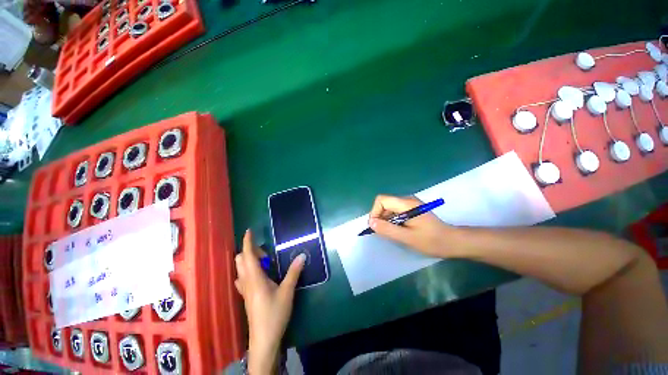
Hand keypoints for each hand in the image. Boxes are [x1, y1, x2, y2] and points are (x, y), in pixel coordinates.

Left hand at [234, 229, 304, 373]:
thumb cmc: (274, 314)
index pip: (248, 255)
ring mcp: (244, 290)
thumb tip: (302, 255)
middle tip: (266, 253)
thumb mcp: (287, 291)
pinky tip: (258, 275)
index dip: (248, 242)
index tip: (249, 231)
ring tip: (264, 262)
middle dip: (250, 251)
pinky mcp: (246, 297)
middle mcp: (246, 282)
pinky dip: (248, 271)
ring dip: (249, 261)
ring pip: (240, 269)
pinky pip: (242, 279)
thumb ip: (294, 272)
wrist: (264, 340)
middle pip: (241, 260)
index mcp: (255, 278)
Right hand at [369, 195, 453, 256]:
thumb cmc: (432, 241)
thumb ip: (388, 229)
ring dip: (385, 219)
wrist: (452, 241)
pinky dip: (391, 220)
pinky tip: (398, 229)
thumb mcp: (408, 237)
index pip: (382, 200)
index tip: (376, 226)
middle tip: (383, 232)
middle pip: (384, 203)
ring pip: (389, 207)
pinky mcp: (411, 209)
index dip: (375, 212)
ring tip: (391, 232)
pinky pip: (395, 211)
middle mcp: (407, 200)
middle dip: (379, 217)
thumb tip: (371, 222)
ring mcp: (410, 204)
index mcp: (406, 204)